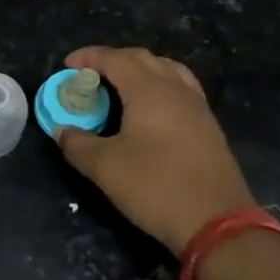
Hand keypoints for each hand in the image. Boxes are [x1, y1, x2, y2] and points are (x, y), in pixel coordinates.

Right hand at [55, 46, 256, 256]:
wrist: (217, 223)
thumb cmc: (155, 187)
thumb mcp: (104, 167)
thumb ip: (77, 143)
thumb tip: (62, 130)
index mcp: (149, 91)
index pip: (116, 58)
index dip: (89, 57)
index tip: (67, 66)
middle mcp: (176, 90)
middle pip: (142, 59)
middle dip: (112, 60)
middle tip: (89, 76)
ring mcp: (197, 107)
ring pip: (166, 71)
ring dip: (138, 71)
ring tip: (119, 87)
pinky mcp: (208, 127)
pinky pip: (179, 90)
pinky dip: (157, 87)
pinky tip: (147, 112)